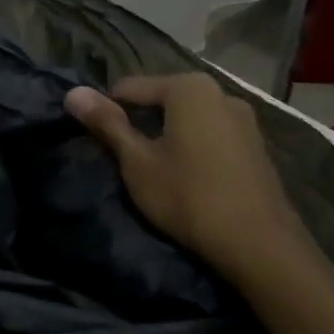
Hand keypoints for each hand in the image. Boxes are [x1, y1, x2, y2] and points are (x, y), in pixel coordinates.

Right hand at [65, 73, 310, 285]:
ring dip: (166, 135)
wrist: (260, 246)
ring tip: (154, 169)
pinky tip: (187, 177)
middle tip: (125, 159)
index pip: (129, 88)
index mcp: (188, 88)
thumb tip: (73, 92)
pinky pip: (210, 135)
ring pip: (187, 119)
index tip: (99, 143)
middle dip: (140, 122)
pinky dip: (192, 147)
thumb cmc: (189, 196)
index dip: (108, 112)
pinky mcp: (256, 146)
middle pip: (161, 100)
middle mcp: (220, 92)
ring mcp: (244, 119)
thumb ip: (106, 123)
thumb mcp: (137, 161)